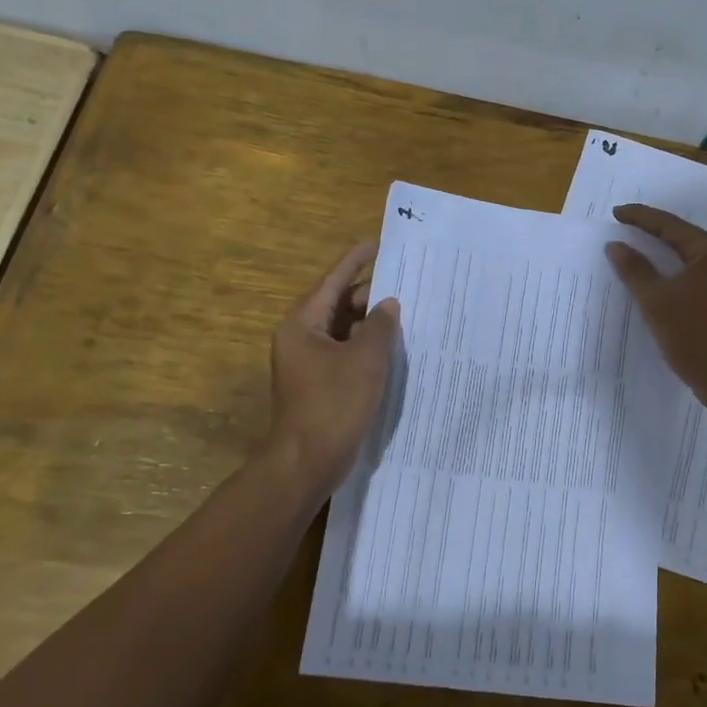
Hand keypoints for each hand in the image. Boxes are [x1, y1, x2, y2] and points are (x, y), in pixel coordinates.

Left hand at [265, 242, 399, 499]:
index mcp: (303, 325)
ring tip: (404, 312)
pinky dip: (365, 347)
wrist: (307, 462)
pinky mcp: (319, 384)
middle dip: (369, 295)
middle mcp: (301, 338)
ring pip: (343, 331)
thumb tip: (387, 304)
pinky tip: (392, 348)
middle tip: (404, 282)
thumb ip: (380, 327)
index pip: (333, 282)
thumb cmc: (333, 404)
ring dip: (370, 323)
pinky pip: (345, 353)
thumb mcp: (365, 360)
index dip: (357, 260)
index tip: (379, 243)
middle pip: (338, 305)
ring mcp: (308, 363)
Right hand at [604, 204, 706, 411]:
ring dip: (669, 255)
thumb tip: (616, 245)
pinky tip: (666, 280)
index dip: (641, 218)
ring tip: (642, 251)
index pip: (671, 225)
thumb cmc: (693, 336)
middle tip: (627, 228)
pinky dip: (681, 274)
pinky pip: (704, 277)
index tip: (616, 213)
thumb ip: (634, 269)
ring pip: (696, 259)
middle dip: (655, 233)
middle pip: (686, 239)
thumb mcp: (656, 301)